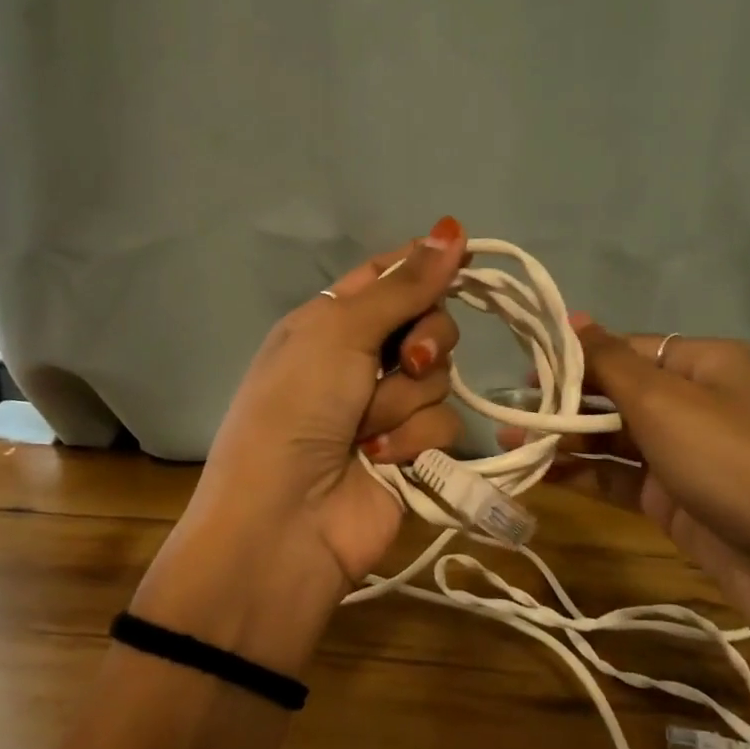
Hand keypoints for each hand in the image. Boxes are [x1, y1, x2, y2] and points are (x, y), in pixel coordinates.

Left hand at [166, 218, 468, 590]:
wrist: (284, 521)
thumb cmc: (296, 408)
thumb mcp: (339, 332)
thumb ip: (403, 285)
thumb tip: (452, 227)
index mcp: (332, 319)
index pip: (391, 275)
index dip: (426, 264)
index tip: (465, 258)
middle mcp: (362, 357)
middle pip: (430, 322)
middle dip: (425, 341)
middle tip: (403, 361)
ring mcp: (389, 407)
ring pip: (440, 377)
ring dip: (404, 403)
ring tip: (365, 431)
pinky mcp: (413, 452)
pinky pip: (445, 426)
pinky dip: (412, 442)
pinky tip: (379, 461)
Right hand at [502, 319, 749, 672]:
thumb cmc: (734, 460)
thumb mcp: (665, 401)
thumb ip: (609, 361)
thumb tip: (573, 315)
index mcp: (703, 363)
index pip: (626, 348)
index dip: (575, 356)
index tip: (524, 368)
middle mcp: (696, 403)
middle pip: (617, 393)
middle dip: (563, 402)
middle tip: (508, 413)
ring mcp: (686, 456)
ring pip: (614, 439)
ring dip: (564, 440)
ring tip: (509, 444)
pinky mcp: (677, 502)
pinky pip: (620, 478)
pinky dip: (583, 475)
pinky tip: (540, 475)